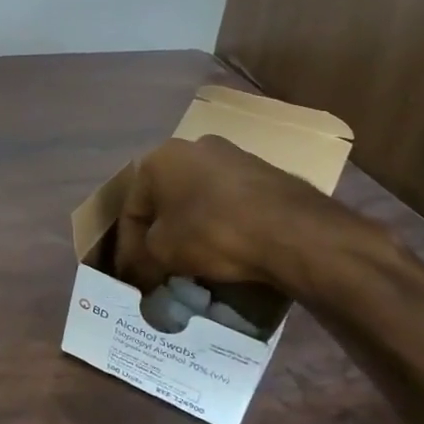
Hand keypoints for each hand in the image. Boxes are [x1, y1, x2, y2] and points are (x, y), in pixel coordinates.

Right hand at [113, 135, 343, 291]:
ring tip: (194, 262)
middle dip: (160, 234)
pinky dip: (221, 224)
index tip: (133, 277)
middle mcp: (192, 146)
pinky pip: (229, 202)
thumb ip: (143, 258)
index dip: (128, 248)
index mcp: (158, 158)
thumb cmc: (213, 232)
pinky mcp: (266, 172)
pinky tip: (227, 250)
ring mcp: (233, 156)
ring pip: (198, 199)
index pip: (132, 209)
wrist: (295, 231)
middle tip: (160, 267)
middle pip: (165, 200)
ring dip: (191, 228)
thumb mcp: (162, 252)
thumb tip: (139, 274)